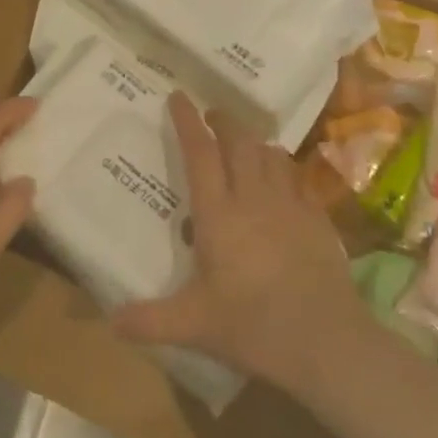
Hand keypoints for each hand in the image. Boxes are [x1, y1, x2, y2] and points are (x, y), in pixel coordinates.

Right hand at [112, 94, 368, 391]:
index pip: (200, 154)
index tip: (179, 96)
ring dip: (255, 142)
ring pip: (271, 154)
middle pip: (239, 142)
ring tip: (245, 145)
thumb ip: (150, 320)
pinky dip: (284, 168)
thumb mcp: (194, 326)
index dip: (187, 122)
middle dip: (223, 121)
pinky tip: (282, 180)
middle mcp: (253, 198)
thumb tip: (111, 321)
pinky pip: (298, 179)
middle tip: (212, 115)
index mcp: (219, 214)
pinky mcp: (317, 220)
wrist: (326, 341)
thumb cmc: (253, 326)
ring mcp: (290, 205)